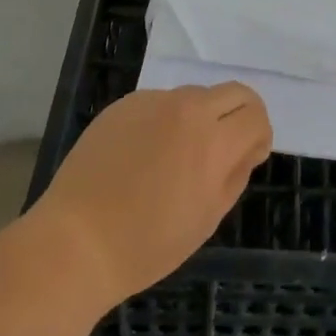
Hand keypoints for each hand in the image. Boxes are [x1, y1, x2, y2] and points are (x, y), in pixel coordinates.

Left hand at [32, 83, 273, 307]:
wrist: (76, 240)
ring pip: (195, 96)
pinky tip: (142, 156)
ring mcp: (152, 101)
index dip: (260, 135)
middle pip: (233, 92)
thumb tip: (247, 147)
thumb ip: (236, 174)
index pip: (256, 114)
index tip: (249, 157)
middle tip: (225, 149)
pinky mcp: (124, 104)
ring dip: (200, 118)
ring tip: (175, 158)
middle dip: (240, 116)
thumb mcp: (207, 218)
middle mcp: (186, 108)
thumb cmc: (147, 244)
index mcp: (212, 140)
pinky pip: (159, 103)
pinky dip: (165, 121)